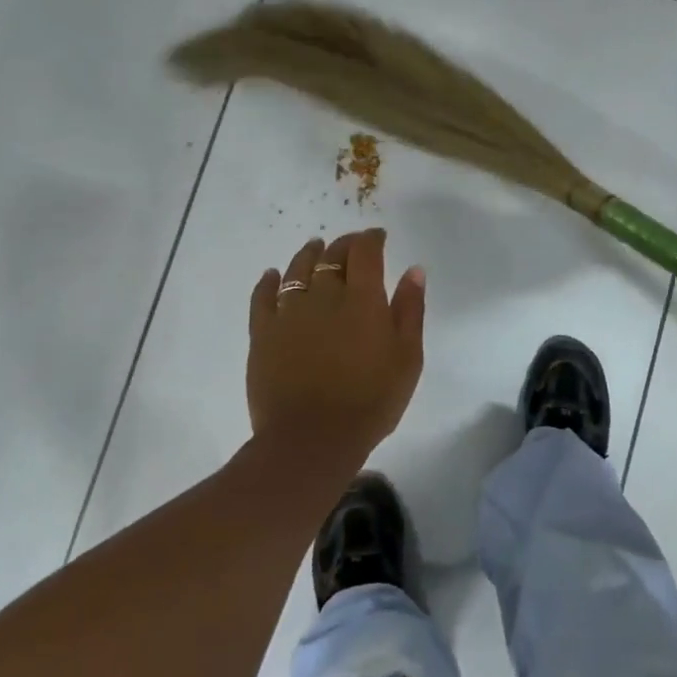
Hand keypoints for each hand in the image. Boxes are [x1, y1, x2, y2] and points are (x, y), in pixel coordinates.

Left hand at [248, 229, 425, 458]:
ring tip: (315, 247)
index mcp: (363, 299)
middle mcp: (325, 296)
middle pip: (332, 256)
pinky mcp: (263, 333)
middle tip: (352, 245)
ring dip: (309, 254)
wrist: (312, 440)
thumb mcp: (407, 357)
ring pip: (297, 269)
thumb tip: (414, 270)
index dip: (372, 238)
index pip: (365, 252)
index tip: (378, 236)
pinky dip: (269, 281)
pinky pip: (263, 297)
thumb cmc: (370, 401)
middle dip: (344, 245)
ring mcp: (290, 313)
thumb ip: (410, 310)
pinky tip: (273, 275)